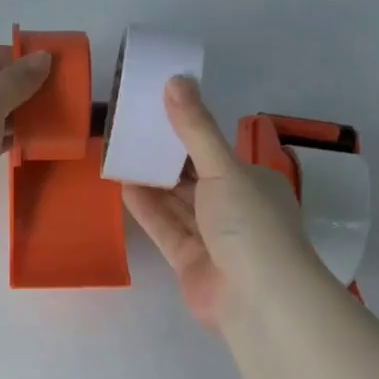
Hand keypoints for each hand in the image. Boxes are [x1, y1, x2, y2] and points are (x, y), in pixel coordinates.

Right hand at [123, 77, 321, 331]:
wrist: (258, 298)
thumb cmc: (249, 224)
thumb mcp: (223, 168)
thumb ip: (195, 129)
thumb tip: (176, 79)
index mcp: (253, 182)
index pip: (215, 153)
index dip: (186, 133)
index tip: (156, 113)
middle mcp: (235, 208)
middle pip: (194, 179)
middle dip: (165, 159)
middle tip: (129, 133)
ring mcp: (212, 238)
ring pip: (178, 204)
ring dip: (152, 183)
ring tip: (120, 156)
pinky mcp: (191, 262)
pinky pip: (166, 229)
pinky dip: (148, 210)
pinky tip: (124, 188)